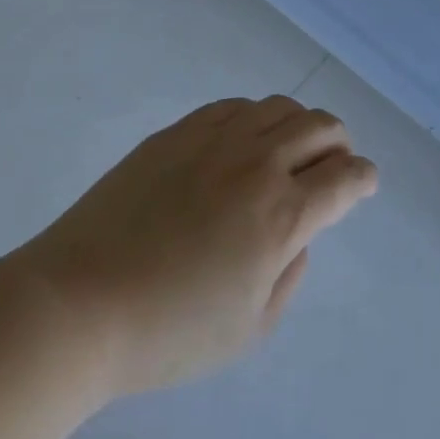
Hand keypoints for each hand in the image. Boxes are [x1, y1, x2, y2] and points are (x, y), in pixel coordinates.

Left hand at [11, 97, 376, 397]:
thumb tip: (297, 235)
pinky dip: (255, 116)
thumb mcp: (250, 329)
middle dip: (340, 144)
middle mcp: (258, 165)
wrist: (75, 306)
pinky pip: (233, 106)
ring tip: (289, 149)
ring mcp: (215, 141)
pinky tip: (243, 140)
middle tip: (333, 165)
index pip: (347, 178)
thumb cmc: (167, 333)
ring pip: (280, 107)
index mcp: (283, 216)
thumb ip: (289, 274)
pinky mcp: (176, 134)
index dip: (364, 179)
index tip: (363, 186)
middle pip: (321, 128)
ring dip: (300, 124)